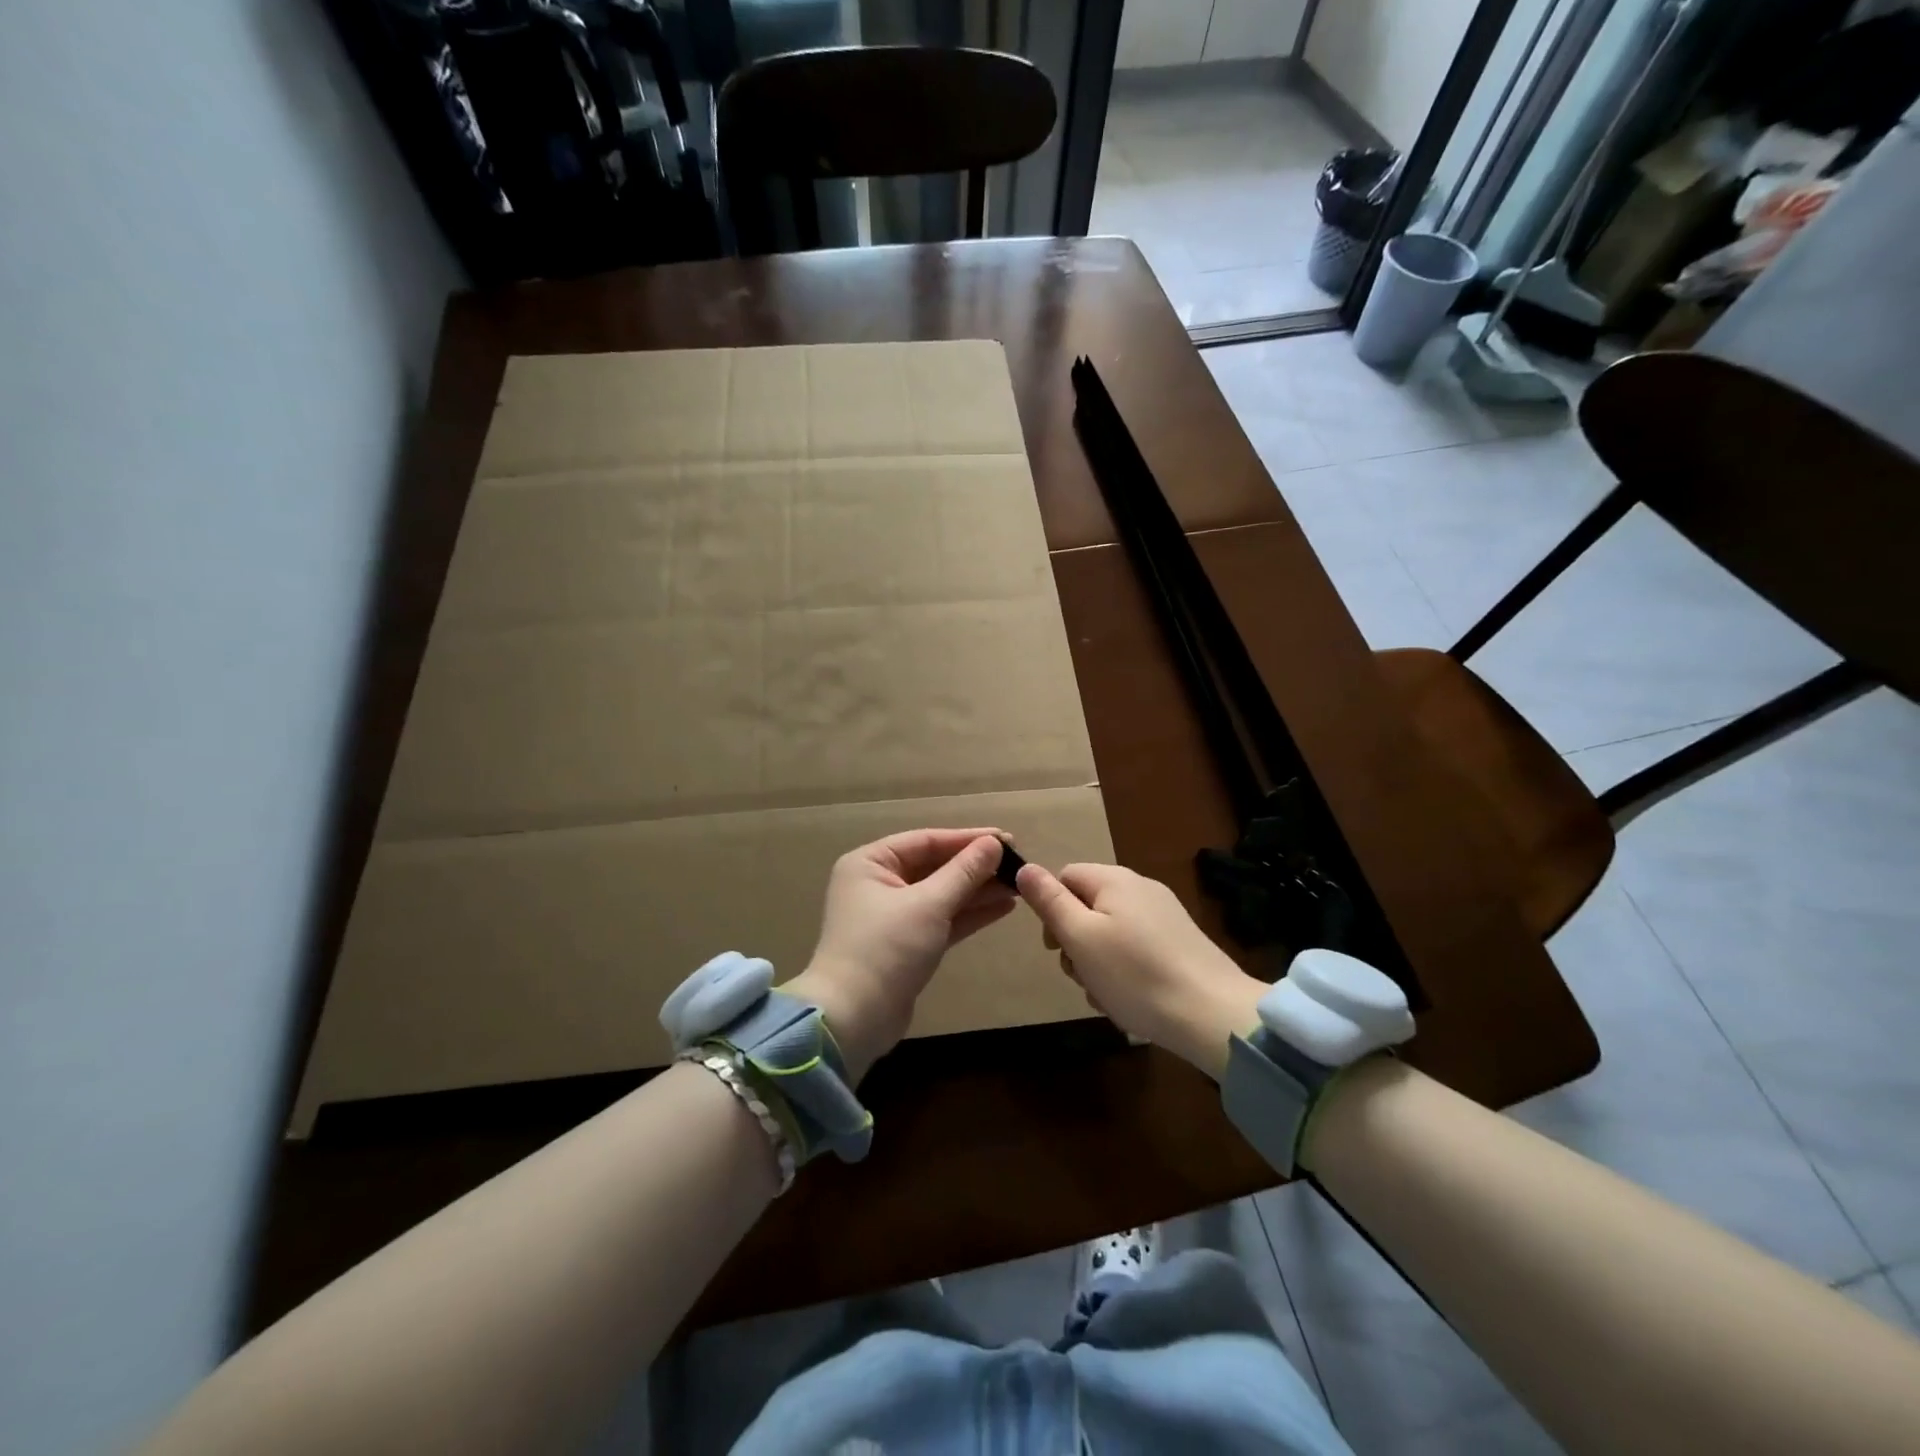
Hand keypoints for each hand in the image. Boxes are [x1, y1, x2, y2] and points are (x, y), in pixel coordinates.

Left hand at [784, 829, 1013, 1082]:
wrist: (854, 1018)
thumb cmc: (886, 948)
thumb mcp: (928, 905)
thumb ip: (963, 872)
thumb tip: (994, 843)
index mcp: (871, 863)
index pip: (926, 840)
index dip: (968, 839)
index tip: (1007, 838)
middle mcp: (878, 883)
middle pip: (935, 866)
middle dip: (975, 866)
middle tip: (1017, 862)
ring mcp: (893, 916)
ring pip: (942, 894)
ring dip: (977, 890)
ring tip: (1018, 884)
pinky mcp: (907, 945)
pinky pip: (942, 919)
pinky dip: (969, 913)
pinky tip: (1003, 907)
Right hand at [1017, 862, 1265, 1078]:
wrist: (1212, 1015)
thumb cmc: (1135, 974)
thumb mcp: (1081, 937)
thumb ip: (1050, 901)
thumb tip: (1024, 867)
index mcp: (1115, 880)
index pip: (1065, 876)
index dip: (1051, 909)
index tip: (1055, 948)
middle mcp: (1141, 889)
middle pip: (1087, 907)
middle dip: (1075, 944)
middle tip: (1082, 977)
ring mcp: (1164, 917)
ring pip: (1109, 934)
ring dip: (1097, 965)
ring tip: (1107, 996)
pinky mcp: (1179, 944)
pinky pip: (1135, 950)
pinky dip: (1124, 973)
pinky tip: (1129, 1002)